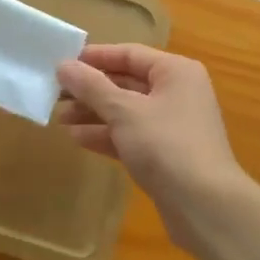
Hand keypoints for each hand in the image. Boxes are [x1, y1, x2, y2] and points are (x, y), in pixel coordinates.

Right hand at [55, 45, 246, 240]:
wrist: (204, 205)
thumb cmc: (165, 145)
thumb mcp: (123, 110)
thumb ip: (91, 86)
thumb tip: (63, 65)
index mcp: (175, 72)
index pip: (128, 54)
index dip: (94, 57)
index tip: (61, 63)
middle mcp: (177, 93)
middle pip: (126, 82)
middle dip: (90, 89)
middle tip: (55, 94)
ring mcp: (172, 125)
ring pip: (126, 111)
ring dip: (94, 113)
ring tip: (60, 118)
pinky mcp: (165, 154)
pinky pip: (130, 136)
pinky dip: (106, 135)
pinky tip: (77, 139)